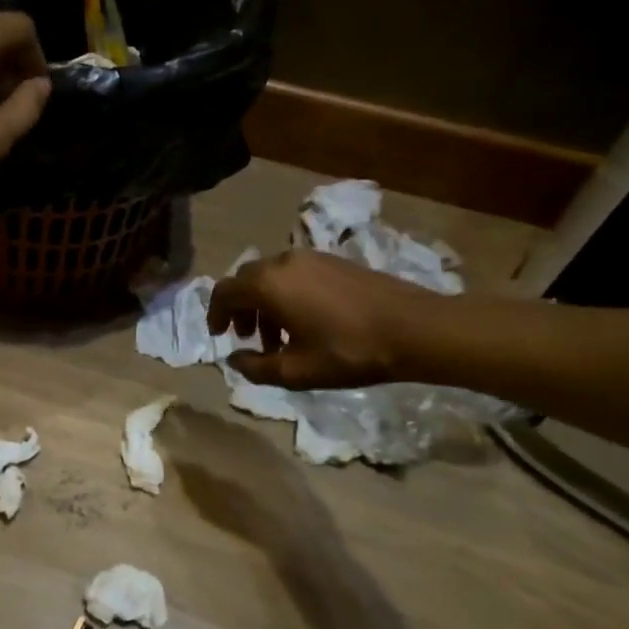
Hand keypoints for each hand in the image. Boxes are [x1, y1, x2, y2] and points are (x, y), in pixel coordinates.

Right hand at [208, 250, 437, 388]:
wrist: (414, 328)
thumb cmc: (349, 350)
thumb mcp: (297, 371)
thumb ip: (256, 367)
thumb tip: (234, 359)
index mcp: (268, 284)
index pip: (224, 291)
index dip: (215, 314)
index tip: (220, 335)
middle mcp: (283, 262)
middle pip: (246, 280)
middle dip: (241, 308)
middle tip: (250, 338)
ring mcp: (311, 257)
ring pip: (272, 276)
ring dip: (265, 303)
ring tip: (280, 338)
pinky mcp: (334, 260)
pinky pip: (295, 273)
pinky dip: (287, 294)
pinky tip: (307, 322)